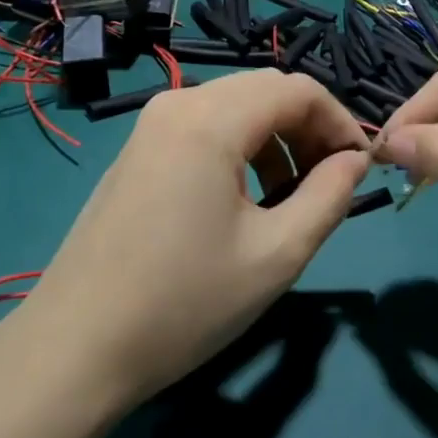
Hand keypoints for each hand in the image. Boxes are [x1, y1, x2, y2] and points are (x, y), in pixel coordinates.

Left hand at [18, 70, 369, 407]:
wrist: (76, 347)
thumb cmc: (184, 303)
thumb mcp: (276, 254)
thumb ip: (329, 196)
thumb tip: (354, 161)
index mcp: (210, 119)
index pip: (296, 89)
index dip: (340, 121)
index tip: (362, 168)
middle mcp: (177, 104)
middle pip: (264, 91)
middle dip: (309, 128)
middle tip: (333, 181)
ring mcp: (149, 126)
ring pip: (234, 109)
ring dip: (275, 140)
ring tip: (293, 197)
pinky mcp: (137, 151)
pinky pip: (204, 129)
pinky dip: (240, 149)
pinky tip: (245, 199)